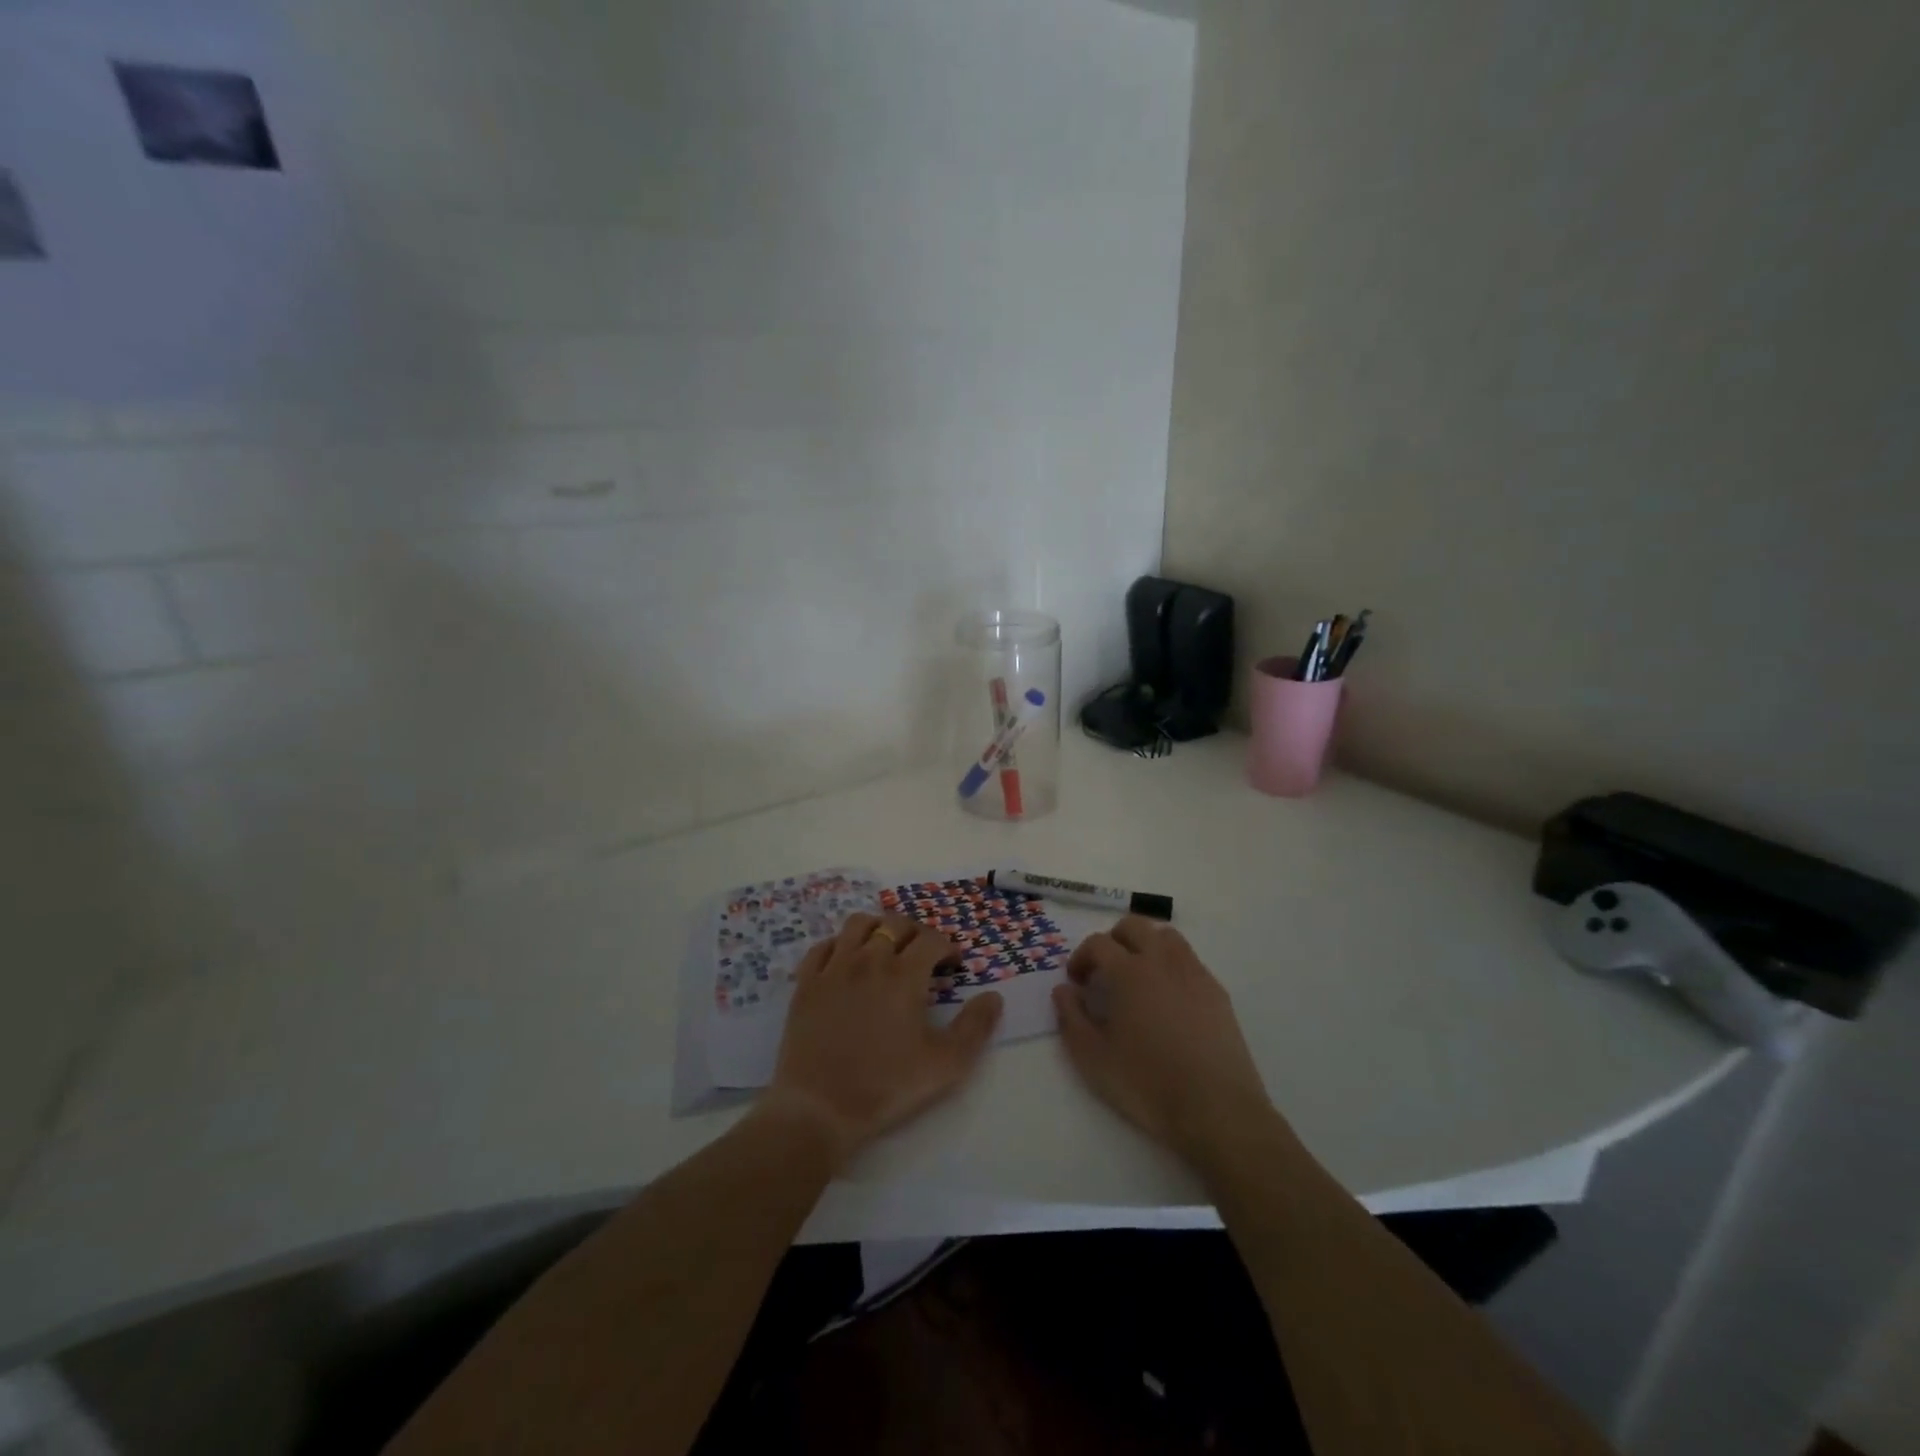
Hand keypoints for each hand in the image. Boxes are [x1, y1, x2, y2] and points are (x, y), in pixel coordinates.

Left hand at [761, 912, 1002, 1168]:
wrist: (820, 1107)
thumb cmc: (887, 1086)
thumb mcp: (946, 1065)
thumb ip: (975, 1027)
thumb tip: (993, 997)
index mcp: (904, 975)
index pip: (931, 939)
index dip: (948, 946)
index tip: (953, 965)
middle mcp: (868, 959)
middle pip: (896, 924)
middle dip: (917, 932)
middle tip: (924, 954)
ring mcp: (833, 968)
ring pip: (857, 924)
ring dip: (878, 927)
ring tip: (886, 947)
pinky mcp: (806, 983)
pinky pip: (822, 946)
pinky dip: (839, 945)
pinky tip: (846, 962)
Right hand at [1052, 915, 1277, 1170]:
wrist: (1216, 1109)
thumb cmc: (1147, 1083)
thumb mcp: (1093, 1058)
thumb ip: (1071, 1017)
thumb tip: (1064, 990)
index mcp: (1129, 971)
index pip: (1098, 943)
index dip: (1081, 957)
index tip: (1076, 982)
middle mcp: (1162, 961)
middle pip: (1134, 926)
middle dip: (1113, 940)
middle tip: (1104, 971)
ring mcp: (1194, 973)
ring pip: (1166, 936)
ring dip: (1146, 945)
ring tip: (1137, 976)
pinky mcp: (1217, 991)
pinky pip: (1189, 960)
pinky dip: (1171, 965)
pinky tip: (1168, 998)